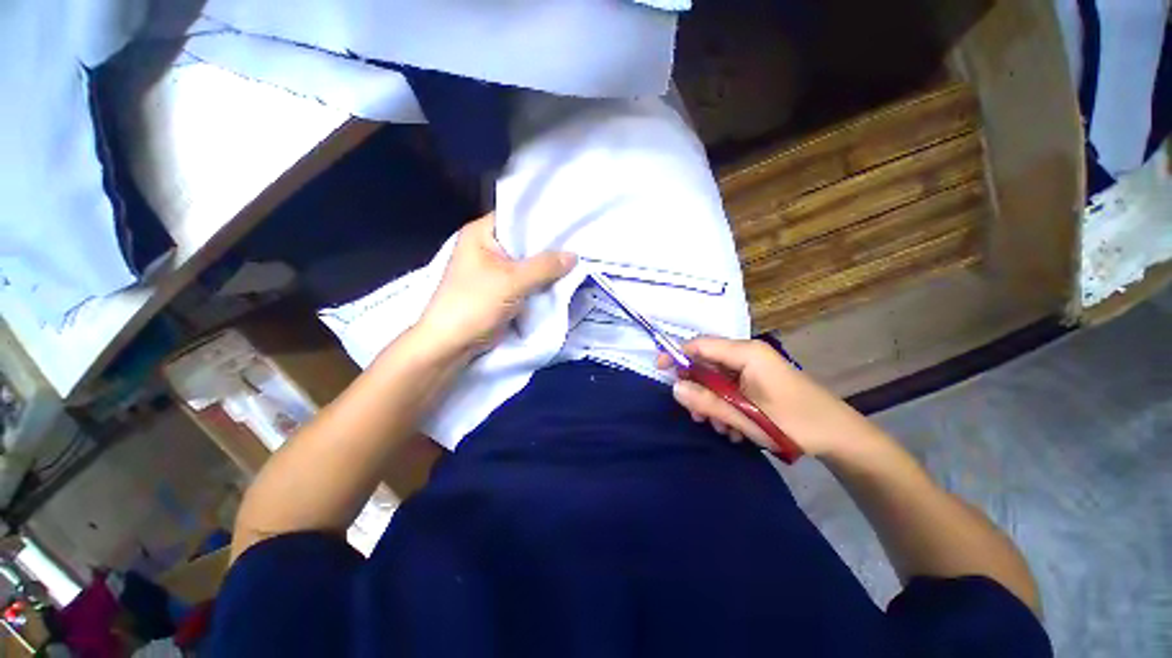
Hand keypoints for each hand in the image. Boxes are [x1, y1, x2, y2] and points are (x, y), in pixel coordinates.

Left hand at [416, 214, 576, 357]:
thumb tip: (574, 256)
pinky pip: (527, 279)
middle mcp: (488, 247)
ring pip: (528, 262)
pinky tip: (563, 279)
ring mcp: (496, 269)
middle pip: (525, 240)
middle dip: (550, 246)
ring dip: (548, 266)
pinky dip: (542, 281)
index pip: (517, 216)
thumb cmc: (474, 304)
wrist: (452, 343)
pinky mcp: (503, 289)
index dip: (543, 218)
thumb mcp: (511, 281)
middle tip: (579, 243)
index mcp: (481, 233)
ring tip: (577, 260)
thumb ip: (544, 267)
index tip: (570, 223)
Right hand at [657, 337, 876, 457]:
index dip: (676, 354)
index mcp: (746, 353)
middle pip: (707, 362)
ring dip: (711, 402)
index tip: (659, 370)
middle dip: (696, 388)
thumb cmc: (795, 423)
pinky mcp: (759, 381)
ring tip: (719, 427)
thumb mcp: (746, 416)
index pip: (700, 344)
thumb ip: (707, 401)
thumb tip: (674, 388)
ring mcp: (755, 368)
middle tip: (696, 415)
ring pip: (717, 378)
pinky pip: (731, 387)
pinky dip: (726, 405)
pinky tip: (734, 428)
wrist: (841, 437)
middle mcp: (748, 355)